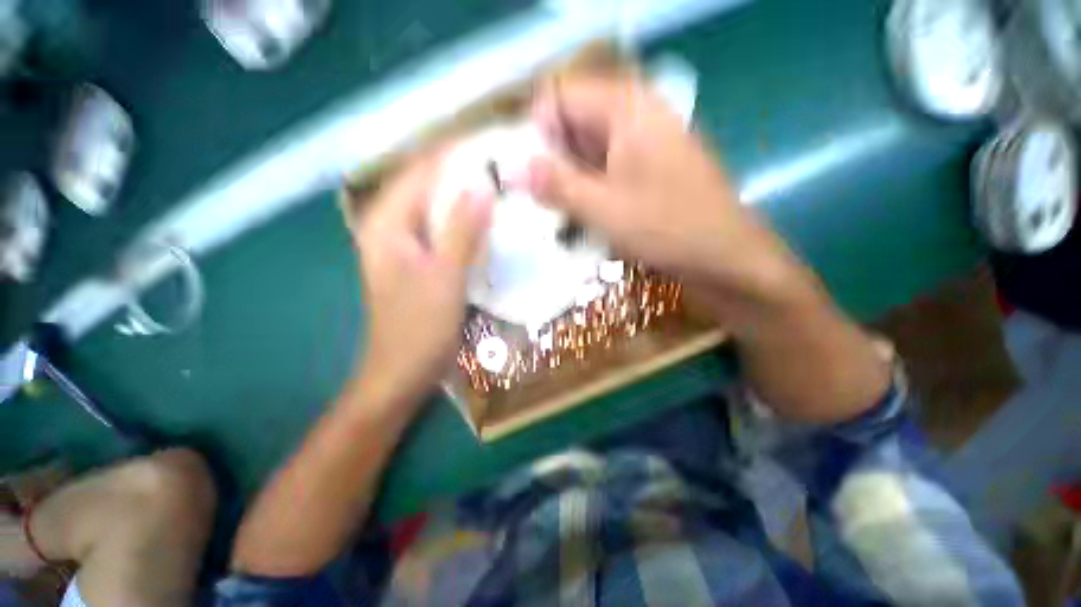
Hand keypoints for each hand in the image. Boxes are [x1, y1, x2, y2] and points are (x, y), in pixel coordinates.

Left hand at [346, 155, 492, 409]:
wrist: (402, 373)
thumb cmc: (418, 328)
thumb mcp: (444, 277)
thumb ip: (461, 230)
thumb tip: (482, 186)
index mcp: (386, 224)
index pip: (419, 171)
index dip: (453, 154)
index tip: (490, 143)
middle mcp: (390, 228)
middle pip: (427, 187)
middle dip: (461, 174)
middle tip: (502, 166)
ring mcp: (404, 247)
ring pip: (436, 209)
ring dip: (465, 199)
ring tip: (500, 188)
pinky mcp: (419, 263)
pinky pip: (442, 231)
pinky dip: (463, 223)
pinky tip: (487, 224)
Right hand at [527, 75, 815, 321]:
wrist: (725, 257)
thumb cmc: (667, 228)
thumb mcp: (603, 208)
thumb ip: (556, 185)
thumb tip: (512, 168)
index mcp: (626, 108)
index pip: (561, 96)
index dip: (537, 131)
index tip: (524, 171)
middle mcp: (635, 116)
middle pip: (574, 124)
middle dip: (551, 159)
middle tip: (536, 199)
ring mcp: (644, 145)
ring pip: (588, 150)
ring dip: (567, 179)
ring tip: (555, 213)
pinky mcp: (647, 170)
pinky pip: (605, 170)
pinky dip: (587, 189)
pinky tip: (580, 216)